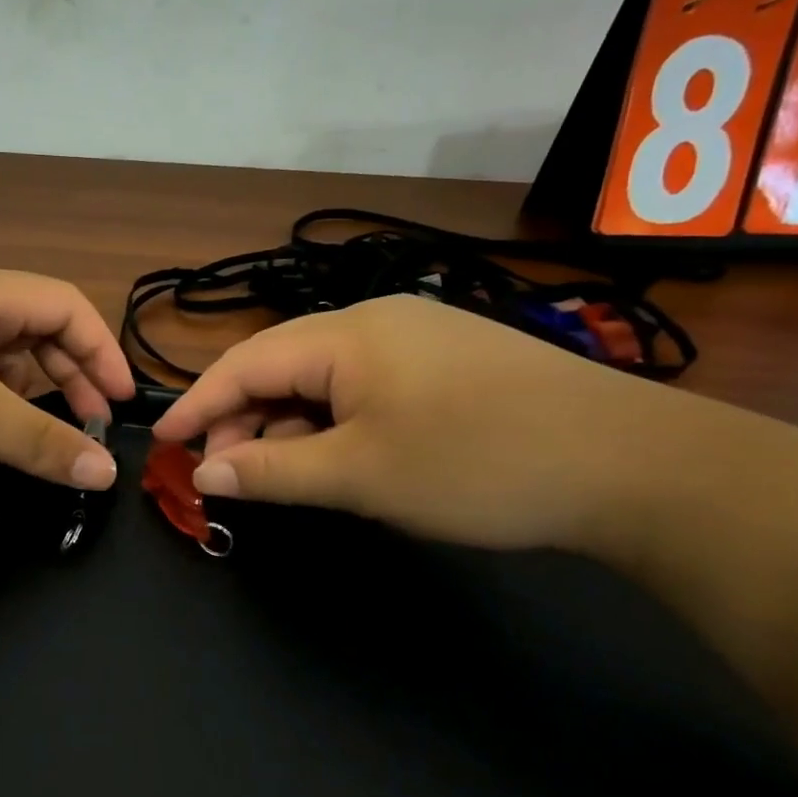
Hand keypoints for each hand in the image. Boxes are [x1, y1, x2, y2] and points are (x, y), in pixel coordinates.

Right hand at [153, 294, 682, 549]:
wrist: (634, 466)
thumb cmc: (478, 464)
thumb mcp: (361, 474)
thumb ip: (272, 471)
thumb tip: (206, 472)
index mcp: (346, 334)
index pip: (244, 363)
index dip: (198, 405)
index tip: (163, 443)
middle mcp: (375, 321)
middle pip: (280, 366)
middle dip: (243, 419)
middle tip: (225, 475)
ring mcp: (417, 338)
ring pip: (322, 380)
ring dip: (289, 425)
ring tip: (279, 474)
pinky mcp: (446, 363)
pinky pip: (363, 387)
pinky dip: (333, 423)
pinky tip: (338, 458)